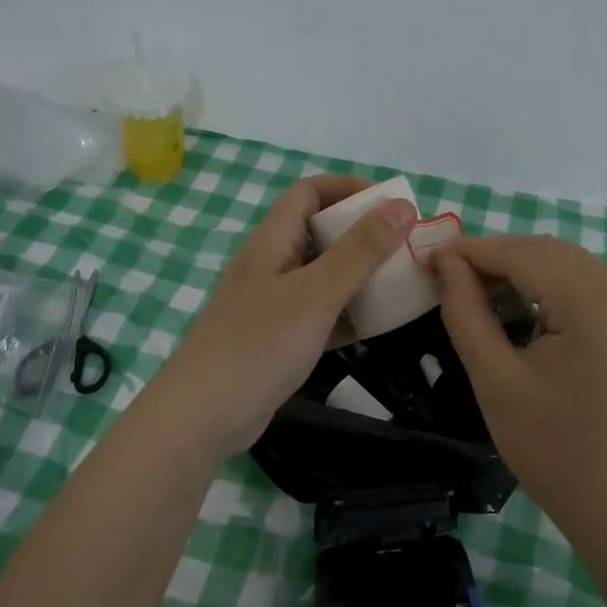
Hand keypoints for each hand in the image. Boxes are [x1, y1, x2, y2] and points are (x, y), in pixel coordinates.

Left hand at [145, 176, 415, 457]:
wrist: (201, 418)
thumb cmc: (259, 345)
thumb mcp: (317, 293)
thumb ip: (360, 251)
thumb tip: (402, 206)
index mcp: (272, 241)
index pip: (310, 192)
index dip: (349, 188)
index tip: (392, 204)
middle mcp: (271, 264)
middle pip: (320, 232)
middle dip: (363, 233)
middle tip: (405, 246)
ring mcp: (272, 304)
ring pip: (323, 275)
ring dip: (360, 274)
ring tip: (401, 282)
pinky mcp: (278, 339)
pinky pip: (321, 314)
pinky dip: (348, 313)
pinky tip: (379, 325)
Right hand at [432, 236, 606, 553]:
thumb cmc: (553, 452)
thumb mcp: (495, 381)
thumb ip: (466, 312)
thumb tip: (445, 263)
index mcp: (593, 305)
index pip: (523, 254)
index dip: (472, 250)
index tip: (427, 258)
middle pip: (549, 251)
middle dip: (496, 255)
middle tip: (447, 275)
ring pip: (569, 265)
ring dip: (521, 267)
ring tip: (476, 288)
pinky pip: (587, 287)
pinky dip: (548, 284)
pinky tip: (520, 306)